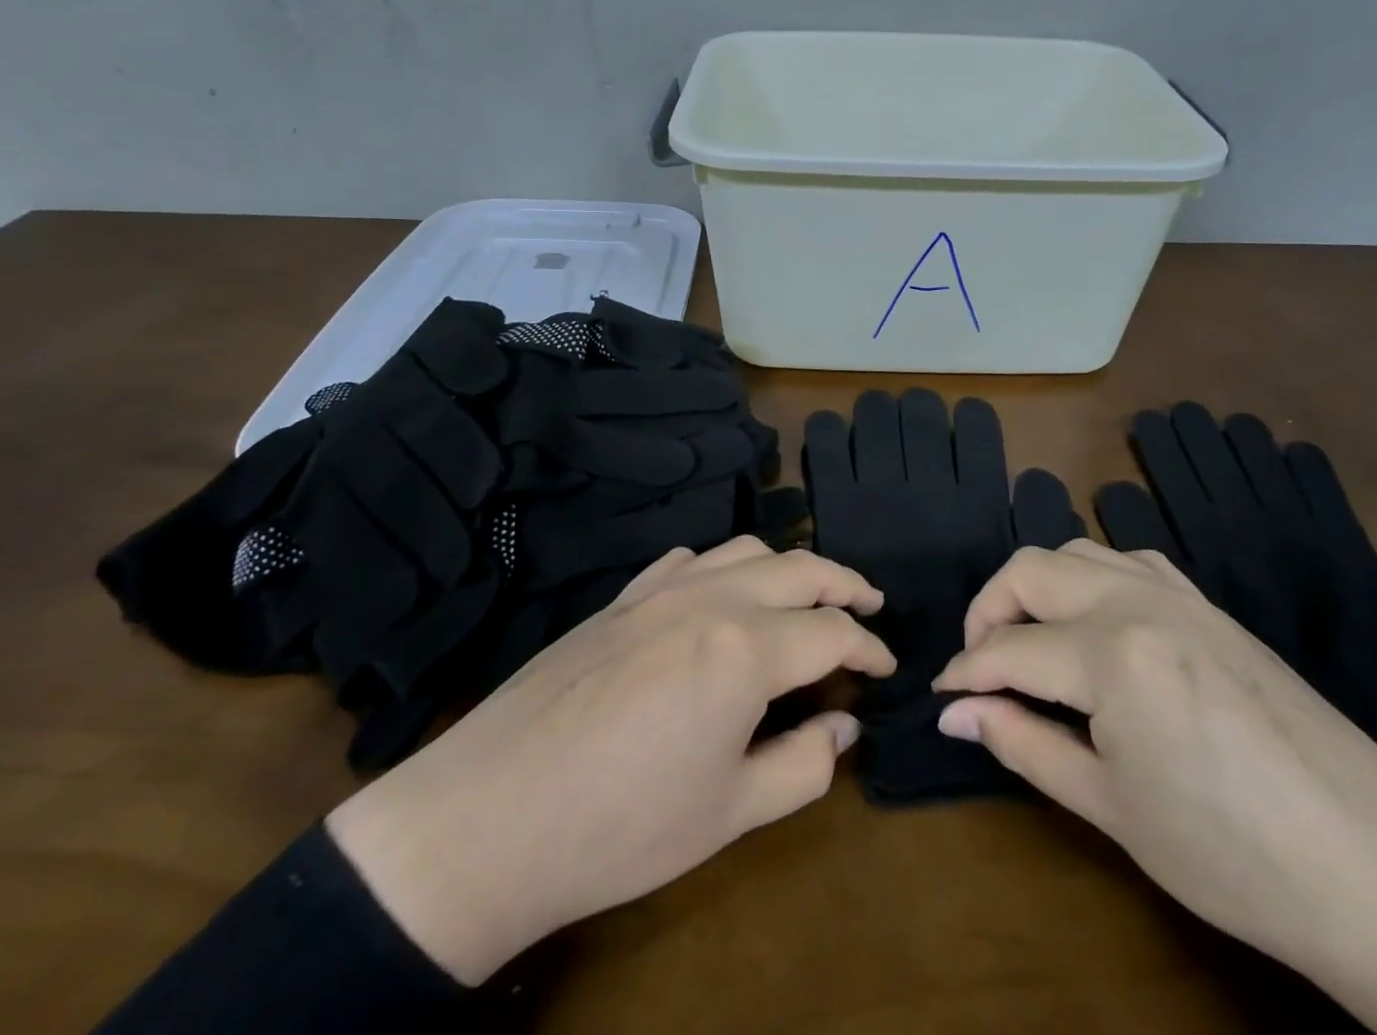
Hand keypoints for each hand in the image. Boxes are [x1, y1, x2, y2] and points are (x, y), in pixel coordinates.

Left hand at [326, 537, 893, 983]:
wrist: (489, 817)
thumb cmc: (621, 827)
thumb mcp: (731, 812)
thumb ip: (804, 763)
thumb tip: (843, 725)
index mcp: (746, 648)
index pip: (832, 632)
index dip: (869, 649)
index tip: (888, 667)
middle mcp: (710, 599)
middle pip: (799, 568)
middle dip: (845, 584)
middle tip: (870, 606)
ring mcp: (660, 591)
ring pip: (744, 550)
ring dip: (787, 565)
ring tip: (805, 594)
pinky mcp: (621, 600)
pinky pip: (686, 559)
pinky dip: (721, 566)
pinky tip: (719, 593)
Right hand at [933, 541, 1376, 1034]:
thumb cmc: (1230, 855)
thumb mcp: (1111, 807)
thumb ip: (1023, 744)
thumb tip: (956, 713)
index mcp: (1111, 653)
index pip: (1009, 649)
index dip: (965, 673)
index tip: (941, 697)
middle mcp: (1138, 600)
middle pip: (1031, 570)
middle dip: (988, 610)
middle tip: (980, 665)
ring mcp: (1179, 594)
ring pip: (1077, 551)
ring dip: (1037, 586)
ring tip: (1030, 641)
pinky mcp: (1209, 604)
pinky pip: (1129, 560)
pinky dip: (1090, 576)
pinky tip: (1095, 621)